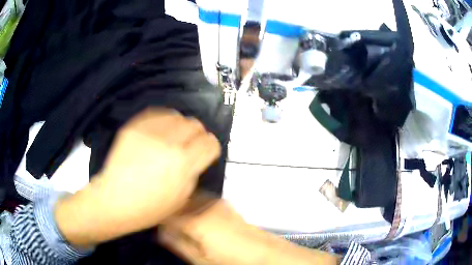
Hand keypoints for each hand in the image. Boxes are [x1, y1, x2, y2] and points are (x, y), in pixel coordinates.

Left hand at [55, 109, 220, 246]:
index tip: (206, 152)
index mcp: (183, 164)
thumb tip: (198, 155)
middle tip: (191, 144)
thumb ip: (194, 171)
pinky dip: (164, 120)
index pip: (209, 143)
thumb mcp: (182, 197)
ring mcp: (149, 132)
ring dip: (181, 126)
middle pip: (195, 124)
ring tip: (175, 137)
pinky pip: (157, 113)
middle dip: (198, 134)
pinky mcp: (134, 127)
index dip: (211, 147)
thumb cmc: (150, 207)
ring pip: (177, 115)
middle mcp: (168, 143)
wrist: (115, 200)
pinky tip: (161, 131)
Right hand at [159, 197, 340, 264]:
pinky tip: (189, 216)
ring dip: (177, 205)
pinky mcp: (222, 205)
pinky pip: (198, 200)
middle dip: (165, 207)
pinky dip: (189, 205)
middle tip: (157, 218)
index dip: (154, 213)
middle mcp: (205, 204)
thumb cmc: (232, 260)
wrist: (264, 253)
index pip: (165, 210)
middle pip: (176, 200)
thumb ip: (177, 243)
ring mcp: (215, 202)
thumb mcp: (200, 259)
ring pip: (186, 197)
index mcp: (196, 219)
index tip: (147, 217)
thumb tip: (159, 232)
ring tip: (170, 217)